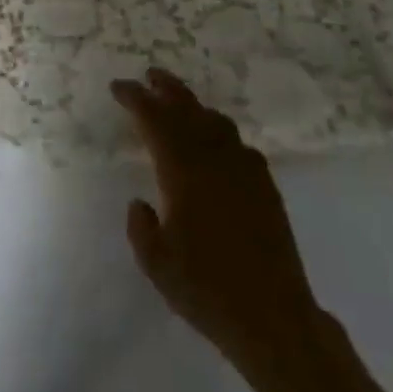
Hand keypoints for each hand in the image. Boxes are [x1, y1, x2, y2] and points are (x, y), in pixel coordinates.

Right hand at [112, 68, 320, 373]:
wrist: (274, 317)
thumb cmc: (207, 289)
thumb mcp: (156, 264)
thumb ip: (140, 227)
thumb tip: (140, 202)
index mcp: (183, 169)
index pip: (154, 118)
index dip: (135, 98)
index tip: (118, 87)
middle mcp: (213, 157)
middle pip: (187, 107)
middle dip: (166, 87)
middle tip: (149, 75)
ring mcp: (243, 167)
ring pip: (215, 120)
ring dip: (194, 105)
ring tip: (180, 103)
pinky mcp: (265, 183)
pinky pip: (238, 143)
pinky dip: (221, 133)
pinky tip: (217, 144)